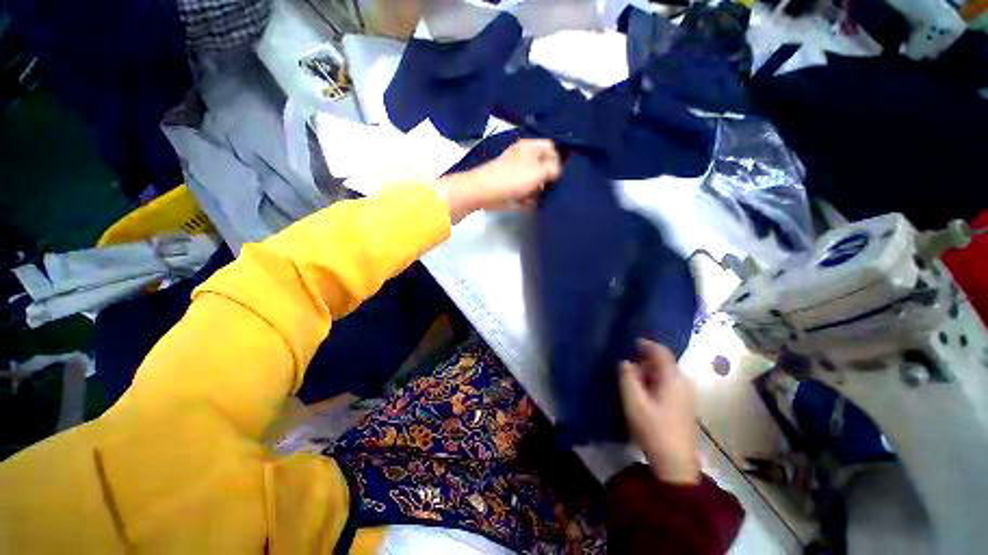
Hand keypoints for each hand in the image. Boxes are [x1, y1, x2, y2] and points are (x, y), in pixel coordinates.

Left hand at [438, 139, 561, 222]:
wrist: (485, 192)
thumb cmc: (514, 178)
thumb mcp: (540, 171)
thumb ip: (554, 168)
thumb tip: (559, 170)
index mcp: (531, 147)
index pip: (551, 147)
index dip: (559, 159)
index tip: (562, 174)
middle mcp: (524, 158)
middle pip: (543, 165)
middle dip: (550, 177)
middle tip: (556, 188)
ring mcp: (516, 174)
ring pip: (535, 181)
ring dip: (541, 190)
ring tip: (546, 198)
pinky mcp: (511, 188)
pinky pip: (525, 192)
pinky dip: (530, 198)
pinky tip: (534, 204)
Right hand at [619, 340, 701, 484]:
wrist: (676, 463)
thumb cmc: (654, 429)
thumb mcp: (634, 402)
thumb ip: (627, 377)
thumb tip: (625, 362)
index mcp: (673, 379)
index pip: (661, 352)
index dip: (647, 345)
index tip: (632, 342)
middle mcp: (683, 382)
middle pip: (664, 363)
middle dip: (645, 360)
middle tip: (627, 364)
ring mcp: (686, 395)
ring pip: (666, 374)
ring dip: (649, 372)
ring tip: (632, 378)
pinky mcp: (684, 406)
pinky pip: (668, 384)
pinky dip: (655, 381)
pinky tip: (644, 392)